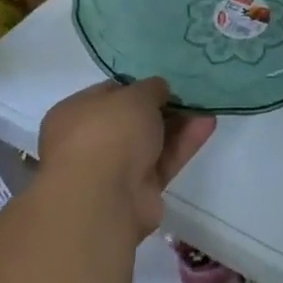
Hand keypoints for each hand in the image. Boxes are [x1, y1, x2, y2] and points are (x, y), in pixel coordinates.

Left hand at [34, 79, 215, 241]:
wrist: (103, 199)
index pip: (108, 94)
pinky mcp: (139, 190)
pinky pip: (164, 161)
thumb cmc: (108, 134)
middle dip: (162, 107)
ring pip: (151, 141)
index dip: (137, 86)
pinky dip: (184, 143)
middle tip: (190, 93)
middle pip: (132, 120)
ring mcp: (114, 169)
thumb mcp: (134, 96)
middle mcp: (90, 142)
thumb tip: (158, 90)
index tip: (164, 82)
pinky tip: (207, 124)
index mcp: (74, 114)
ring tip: (206, 106)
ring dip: (178, 124)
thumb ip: (151, 89)